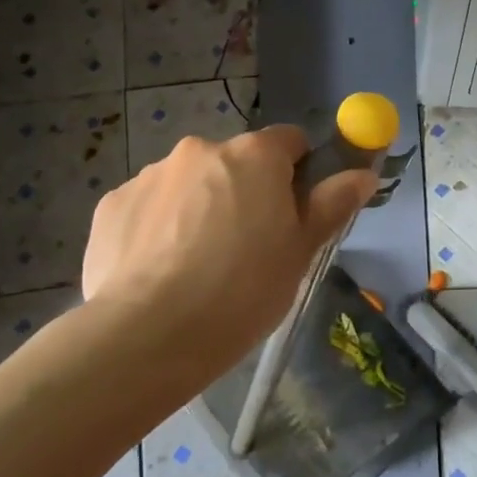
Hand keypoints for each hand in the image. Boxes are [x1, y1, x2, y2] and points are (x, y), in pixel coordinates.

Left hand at [81, 125, 377, 359]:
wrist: (148, 335)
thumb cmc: (242, 291)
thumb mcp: (301, 252)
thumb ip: (332, 204)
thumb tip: (363, 173)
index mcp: (254, 155)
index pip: (290, 141)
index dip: (298, 173)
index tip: (293, 213)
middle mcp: (201, 148)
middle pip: (236, 162)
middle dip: (244, 192)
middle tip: (246, 248)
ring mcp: (151, 174)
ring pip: (190, 183)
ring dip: (199, 208)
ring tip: (195, 267)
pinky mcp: (112, 203)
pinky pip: (149, 207)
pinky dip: (159, 228)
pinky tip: (158, 272)